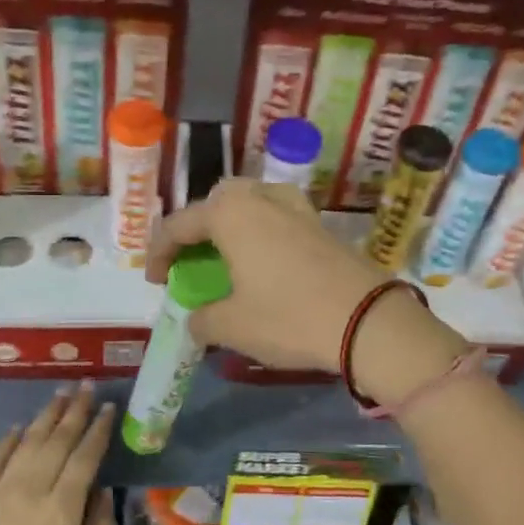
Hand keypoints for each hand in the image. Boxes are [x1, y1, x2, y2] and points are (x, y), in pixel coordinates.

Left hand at [0, 383, 116, 524]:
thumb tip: (105, 493)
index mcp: (61, 509)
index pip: (85, 457)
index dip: (98, 430)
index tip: (109, 408)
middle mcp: (31, 490)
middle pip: (57, 440)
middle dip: (75, 411)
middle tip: (86, 386)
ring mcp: (0, 491)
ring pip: (27, 442)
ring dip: (46, 416)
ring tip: (60, 394)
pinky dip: (8, 440)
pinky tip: (18, 428)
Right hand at [147, 179, 465, 403]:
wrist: (369, 322)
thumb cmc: (288, 318)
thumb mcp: (232, 326)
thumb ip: (202, 320)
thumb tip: (197, 320)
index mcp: (230, 213)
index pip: (178, 225)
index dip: (158, 253)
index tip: (154, 281)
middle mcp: (261, 198)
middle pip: (216, 203)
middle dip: (197, 228)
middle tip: (191, 260)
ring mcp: (296, 208)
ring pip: (251, 204)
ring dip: (231, 227)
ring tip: (226, 258)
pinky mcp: (321, 225)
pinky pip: (277, 220)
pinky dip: (260, 235)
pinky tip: (263, 265)